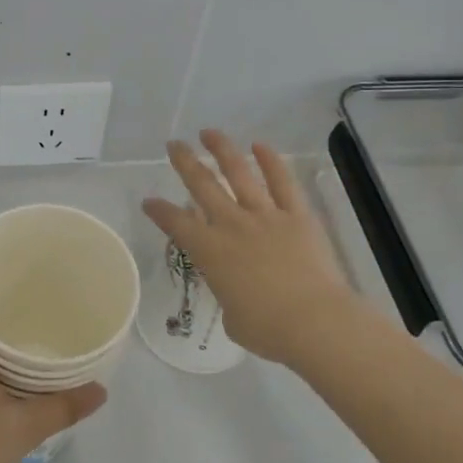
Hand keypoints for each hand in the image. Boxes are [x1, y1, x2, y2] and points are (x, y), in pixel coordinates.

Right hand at [142, 131, 360, 368]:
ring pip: (239, 173)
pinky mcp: (296, 216)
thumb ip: (229, 294)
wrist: (313, 321)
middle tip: (174, 145)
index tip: (148, 201)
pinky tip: (260, 145)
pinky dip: (271, 161)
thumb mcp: (233, 316)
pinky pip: (282, 182)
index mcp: (210, 252)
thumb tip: (239, 290)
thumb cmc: (267, 329)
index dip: (159, 211)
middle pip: (202, 185)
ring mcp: (265, 216)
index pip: (176, 224)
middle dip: (185, 162)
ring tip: (209, 132)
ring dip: (222, 150)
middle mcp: (232, 225)